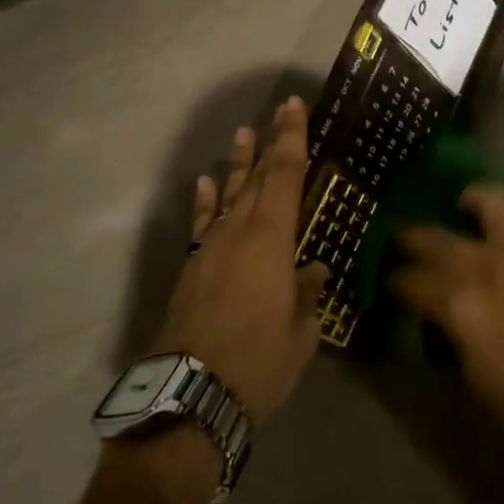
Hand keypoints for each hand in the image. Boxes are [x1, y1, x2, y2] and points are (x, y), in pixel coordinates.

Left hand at [154, 97, 327, 426]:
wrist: (190, 396)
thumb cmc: (258, 362)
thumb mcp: (301, 332)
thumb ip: (308, 294)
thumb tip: (313, 269)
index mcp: (272, 240)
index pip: (286, 175)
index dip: (292, 138)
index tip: (294, 107)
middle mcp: (239, 232)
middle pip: (258, 177)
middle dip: (270, 142)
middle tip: (278, 111)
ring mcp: (210, 247)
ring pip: (229, 194)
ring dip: (239, 164)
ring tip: (243, 134)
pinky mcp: (191, 267)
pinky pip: (203, 222)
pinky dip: (207, 200)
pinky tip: (207, 182)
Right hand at [392, 186, 503, 469]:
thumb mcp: (470, 378)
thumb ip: (447, 336)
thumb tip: (433, 320)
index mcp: (456, 302)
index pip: (408, 280)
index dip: (394, 281)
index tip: (389, 283)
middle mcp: (484, 265)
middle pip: (433, 235)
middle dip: (411, 236)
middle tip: (406, 242)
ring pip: (492, 200)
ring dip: (474, 199)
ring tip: (465, 205)